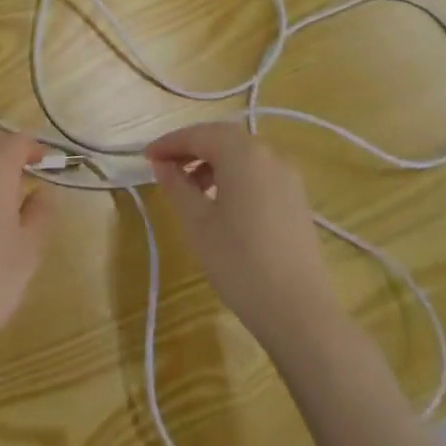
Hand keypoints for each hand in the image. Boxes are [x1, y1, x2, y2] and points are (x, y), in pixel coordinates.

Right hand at [146, 122, 341, 349]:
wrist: (300, 311)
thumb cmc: (239, 262)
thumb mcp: (197, 224)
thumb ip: (176, 187)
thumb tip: (163, 165)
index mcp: (242, 153)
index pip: (198, 134)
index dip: (169, 143)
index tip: (145, 157)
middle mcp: (269, 154)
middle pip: (222, 138)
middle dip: (191, 148)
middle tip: (164, 167)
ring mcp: (288, 176)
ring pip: (242, 155)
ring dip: (212, 162)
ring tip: (189, 189)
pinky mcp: (296, 199)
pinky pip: (258, 173)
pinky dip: (234, 176)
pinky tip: (220, 203)